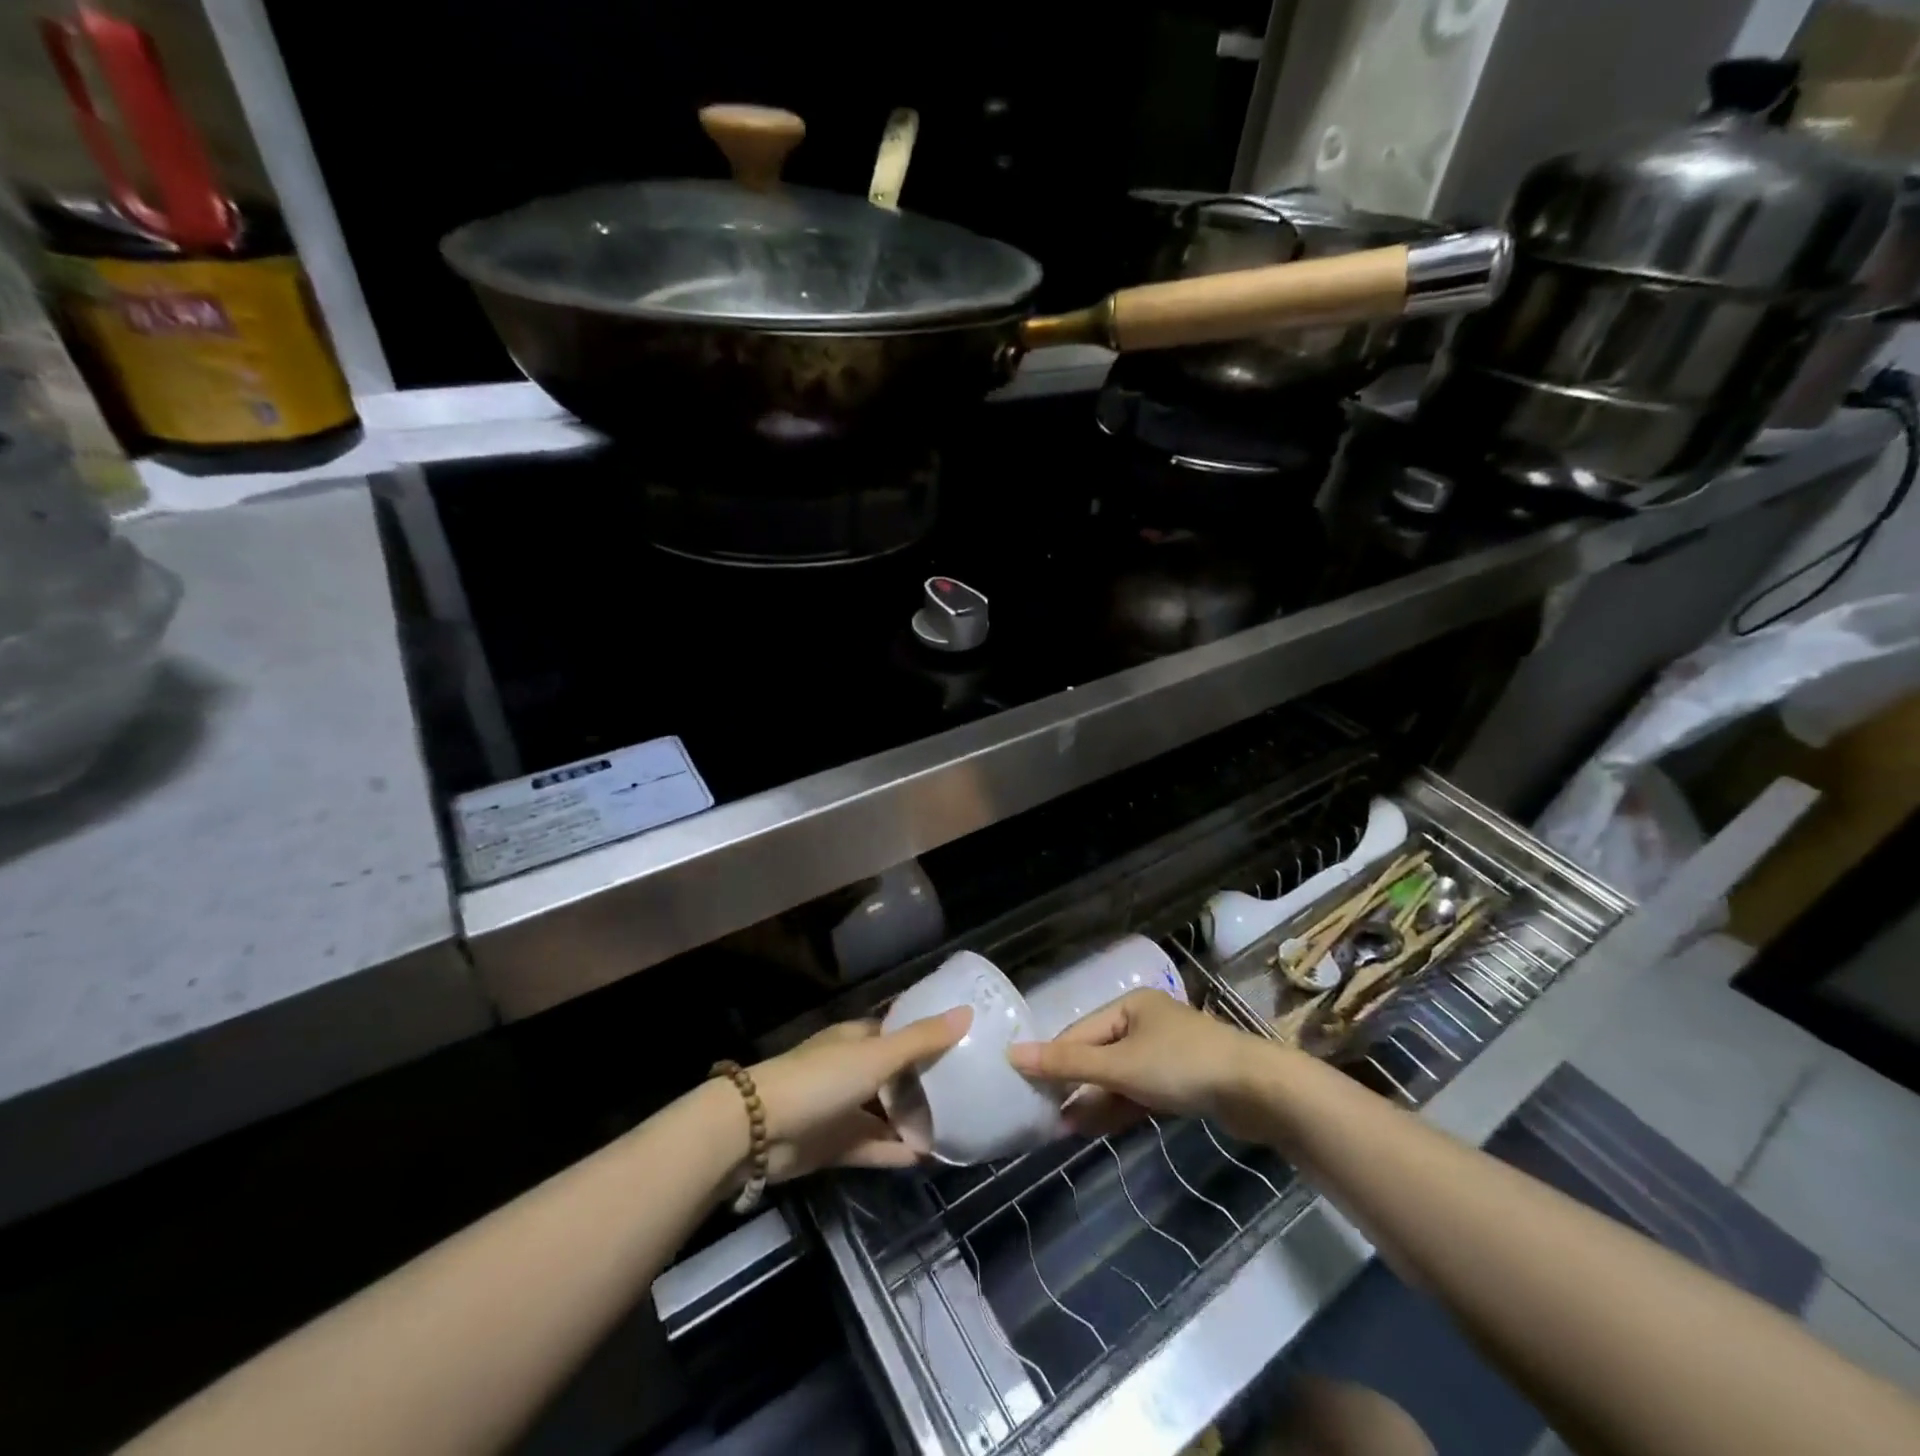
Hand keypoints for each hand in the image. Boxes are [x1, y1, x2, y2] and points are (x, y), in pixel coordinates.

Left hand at [747, 1008, 969, 1180]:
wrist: (760, 1129)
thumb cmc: (821, 1079)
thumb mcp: (877, 1055)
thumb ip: (922, 1040)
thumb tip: (968, 1012)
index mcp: (858, 1040)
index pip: (899, 1034)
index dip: (928, 1037)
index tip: (964, 1044)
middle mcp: (852, 1070)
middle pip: (896, 1075)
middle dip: (926, 1083)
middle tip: (969, 1091)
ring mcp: (843, 1108)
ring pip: (886, 1113)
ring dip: (914, 1121)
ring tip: (956, 1128)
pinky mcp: (836, 1144)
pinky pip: (875, 1146)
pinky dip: (897, 1151)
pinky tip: (928, 1158)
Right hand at [1007, 990, 1268, 1138]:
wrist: (1258, 1092)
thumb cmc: (1182, 1066)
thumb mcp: (1120, 1065)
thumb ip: (1068, 1063)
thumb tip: (1013, 1054)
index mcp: (1131, 1006)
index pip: (1080, 1032)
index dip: (1053, 1060)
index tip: (1027, 1090)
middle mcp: (1146, 1023)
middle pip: (1099, 1054)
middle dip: (1073, 1085)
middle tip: (1043, 1115)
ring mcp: (1166, 1053)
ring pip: (1119, 1077)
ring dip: (1093, 1101)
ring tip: (1063, 1129)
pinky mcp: (1183, 1082)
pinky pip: (1140, 1092)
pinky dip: (1119, 1108)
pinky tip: (1095, 1129)